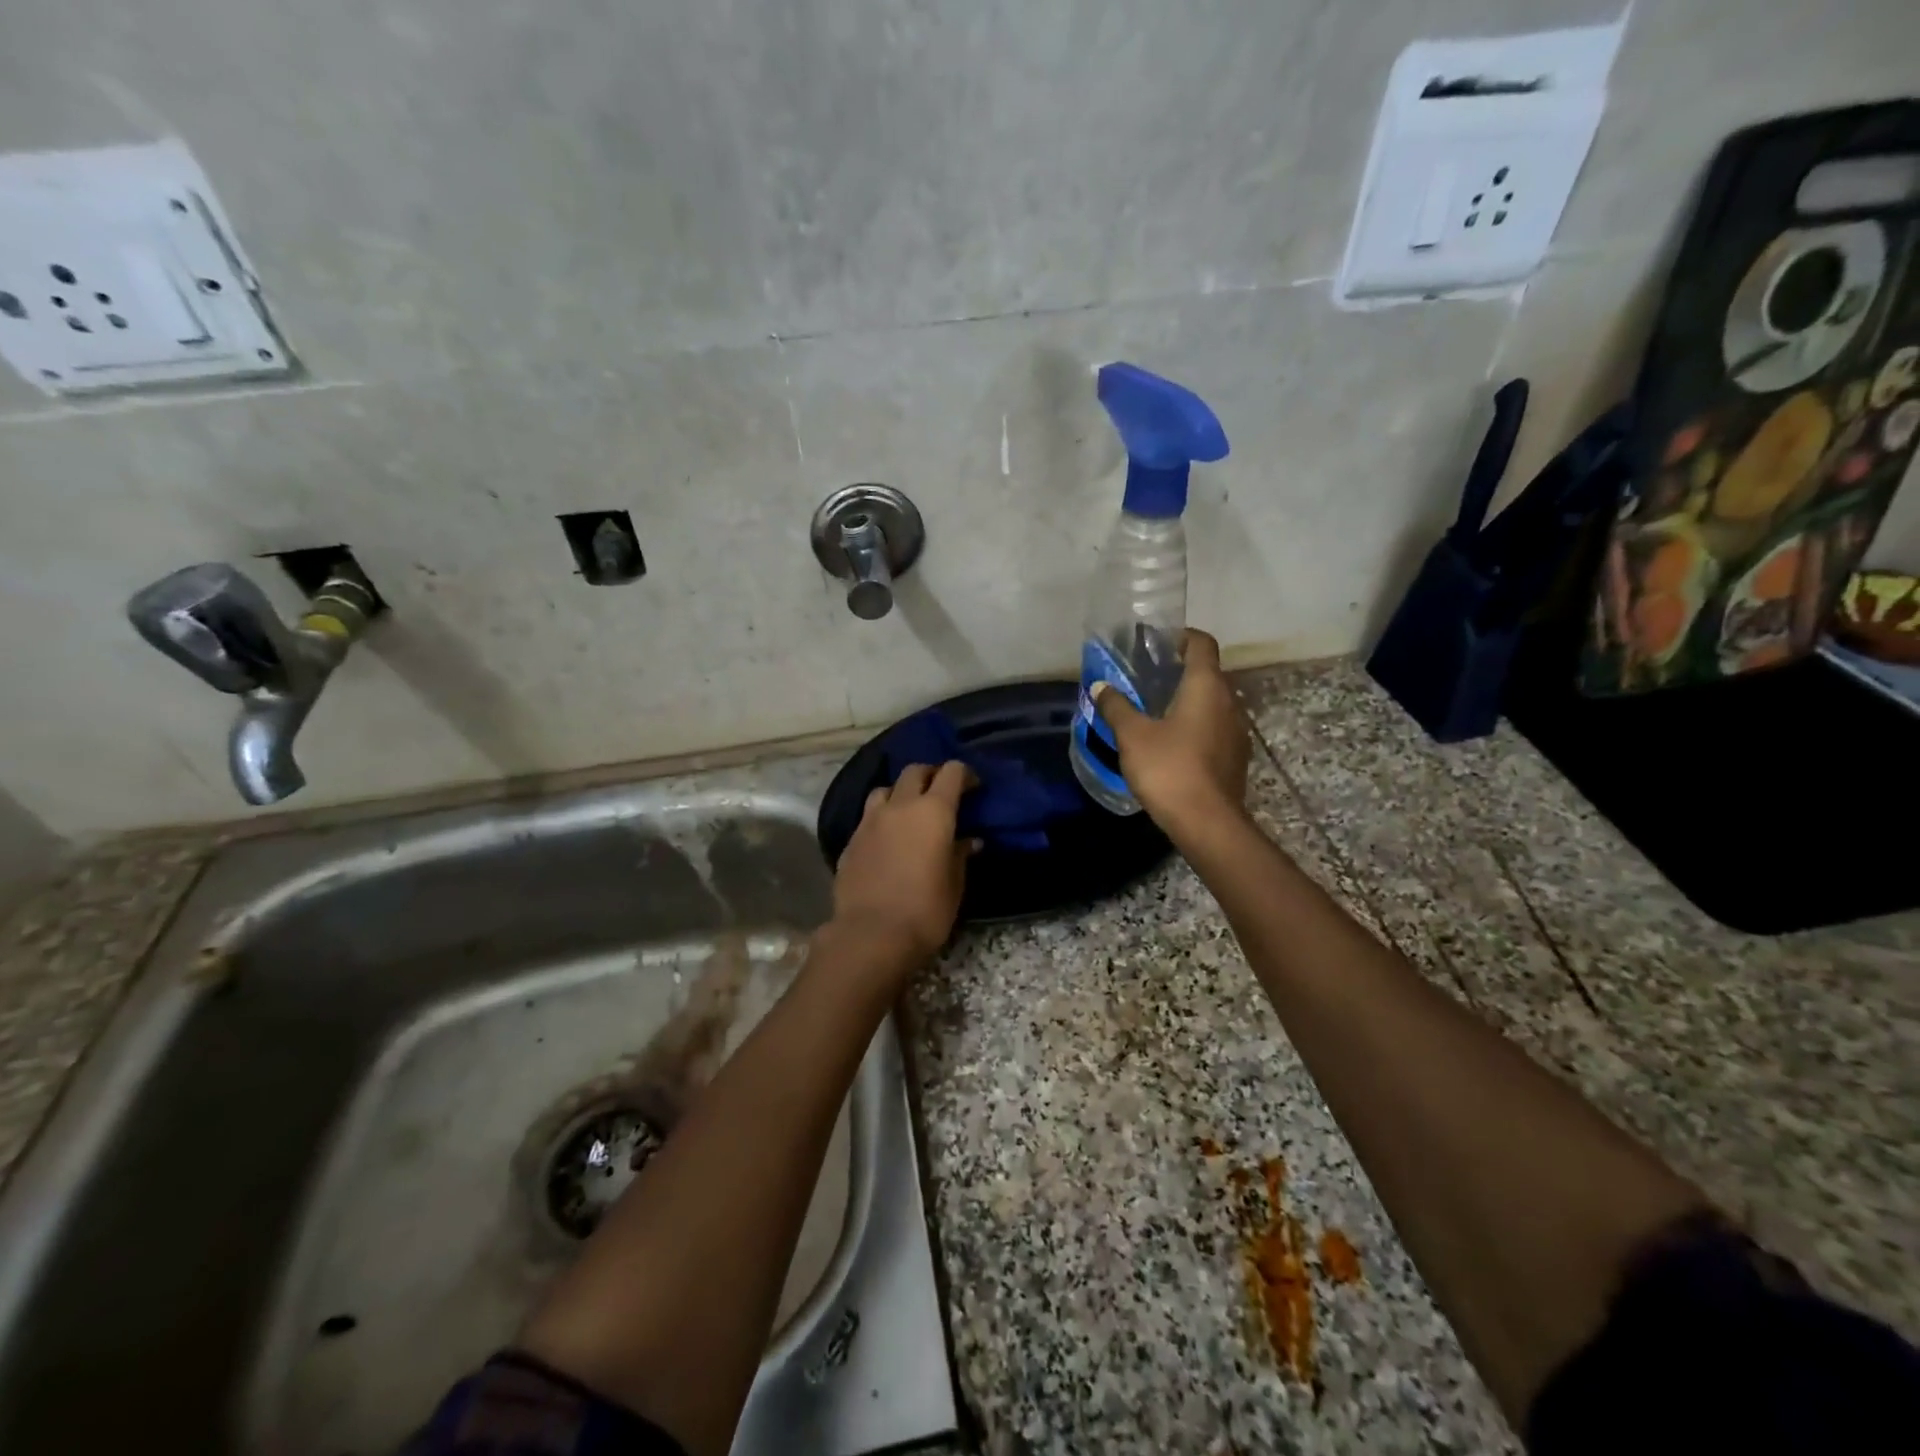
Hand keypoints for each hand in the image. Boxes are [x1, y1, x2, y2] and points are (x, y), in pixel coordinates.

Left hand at [830, 761, 976, 969]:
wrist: (871, 934)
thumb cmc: (925, 911)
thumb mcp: (954, 885)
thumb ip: (960, 855)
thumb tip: (970, 841)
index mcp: (933, 811)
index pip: (951, 772)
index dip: (964, 774)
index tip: (973, 787)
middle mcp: (900, 806)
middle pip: (915, 771)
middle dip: (931, 775)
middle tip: (942, 793)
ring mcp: (870, 820)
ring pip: (886, 789)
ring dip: (901, 793)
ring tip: (909, 812)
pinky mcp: (851, 839)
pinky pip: (868, 815)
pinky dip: (882, 818)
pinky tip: (887, 838)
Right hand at [1093, 628, 1250, 838]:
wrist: (1207, 823)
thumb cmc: (1169, 769)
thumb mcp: (1132, 736)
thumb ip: (1116, 707)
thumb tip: (1100, 686)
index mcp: (1206, 686)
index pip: (1202, 643)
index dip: (1181, 636)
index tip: (1158, 642)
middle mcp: (1229, 701)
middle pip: (1208, 673)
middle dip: (1180, 670)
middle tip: (1147, 677)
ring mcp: (1236, 731)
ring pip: (1212, 702)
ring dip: (1188, 700)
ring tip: (1155, 710)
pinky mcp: (1235, 757)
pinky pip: (1215, 728)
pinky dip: (1195, 724)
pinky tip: (1171, 742)